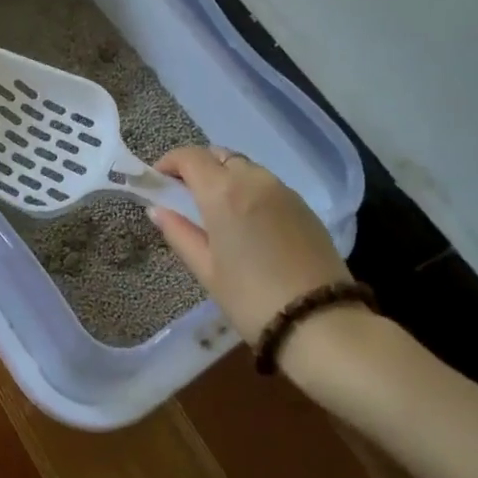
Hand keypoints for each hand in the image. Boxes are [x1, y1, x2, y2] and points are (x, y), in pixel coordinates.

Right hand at [151, 147, 357, 345]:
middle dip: (198, 168)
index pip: (190, 157)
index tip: (159, 180)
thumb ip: (179, 233)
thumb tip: (157, 210)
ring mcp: (282, 190)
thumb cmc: (251, 298)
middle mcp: (253, 180)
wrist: (320, 321)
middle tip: (186, 196)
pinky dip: (249, 190)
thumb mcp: (207, 270)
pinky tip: (247, 221)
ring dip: (225, 177)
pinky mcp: (303, 205)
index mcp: (223, 192)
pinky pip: (267, 184)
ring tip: (217, 210)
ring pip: (245, 167)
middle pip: (219, 156)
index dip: (169, 162)